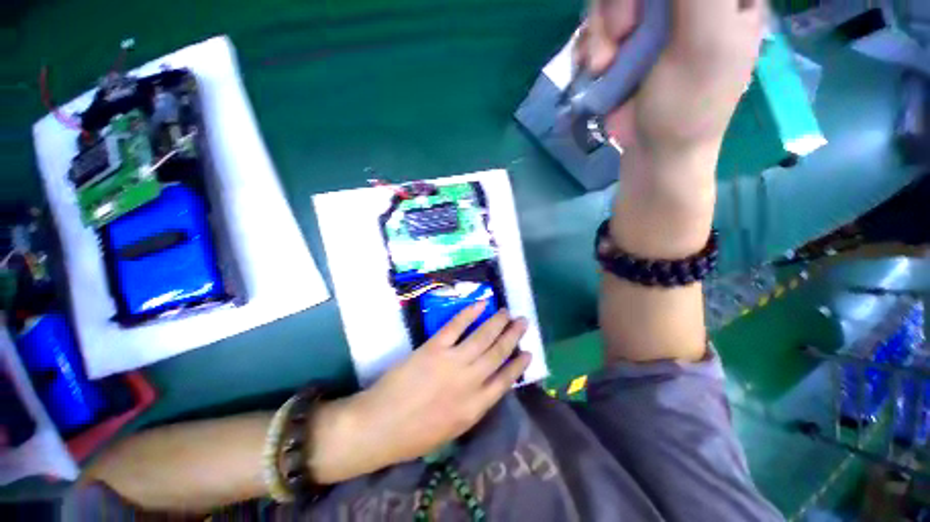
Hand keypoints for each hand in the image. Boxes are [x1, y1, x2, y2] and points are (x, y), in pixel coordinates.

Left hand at [309, 302, 529, 483]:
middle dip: (513, 336)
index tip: (529, 351)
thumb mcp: (452, 430)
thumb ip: (473, 407)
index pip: (506, 381)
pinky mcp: (434, 348)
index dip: (519, 364)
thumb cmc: (414, 435)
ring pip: (483, 337)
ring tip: (508, 312)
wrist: (379, 427)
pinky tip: (481, 304)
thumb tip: (487, 385)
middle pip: (498, 354)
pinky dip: (470, 313)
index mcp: (475, 407)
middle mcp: (470, 382)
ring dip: (497, 322)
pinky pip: (456, 327)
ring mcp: (452, 362)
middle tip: (523, 321)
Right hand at [579, 0, 765, 257]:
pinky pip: (597, 24)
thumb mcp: (705, 40)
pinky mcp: (624, 42)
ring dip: (600, 30)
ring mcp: (653, 18)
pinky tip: (596, 69)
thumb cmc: (688, 106)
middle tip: (622, 35)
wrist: (654, 154)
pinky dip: (590, 45)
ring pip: (612, 1)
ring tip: (603, 66)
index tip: (643, 14)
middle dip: (620, 5)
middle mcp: (687, 2)